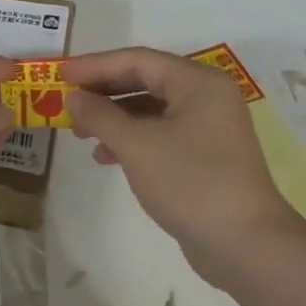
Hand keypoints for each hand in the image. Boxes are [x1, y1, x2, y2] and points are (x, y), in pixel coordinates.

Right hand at [62, 47, 298, 289]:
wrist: (246, 245)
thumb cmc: (190, 182)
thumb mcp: (136, 145)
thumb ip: (100, 115)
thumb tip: (74, 97)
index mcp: (198, 82)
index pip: (138, 60)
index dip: (95, 65)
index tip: (60, 74)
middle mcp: (207, 97)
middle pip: (145, 81)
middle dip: (103, 91)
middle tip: (67, 101)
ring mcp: (209, 128)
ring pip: (151, 109)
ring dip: (114, 117)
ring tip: (81, 133)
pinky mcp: (205, 156)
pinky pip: (160, 134)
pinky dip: (132, 140)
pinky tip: (106, 157)